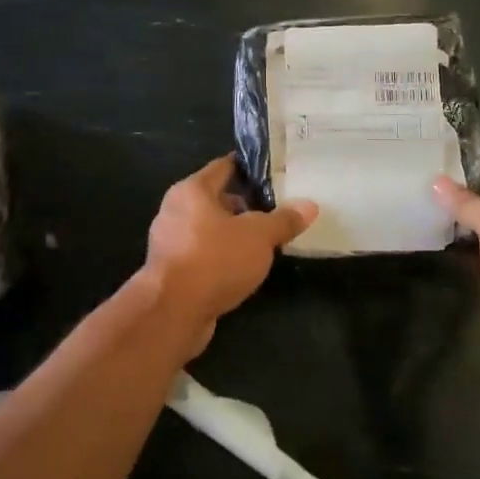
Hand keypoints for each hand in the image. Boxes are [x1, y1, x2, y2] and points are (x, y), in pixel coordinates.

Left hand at [143, 157, 317, 348]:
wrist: (173, 312)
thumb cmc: (214, 260)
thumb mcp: (259, 236)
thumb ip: (283, 220)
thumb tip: (310, 205)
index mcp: (192, 190)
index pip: (224, 167)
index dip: (249, 168)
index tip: (274, 172)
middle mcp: (175, 210)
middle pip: (216, 199)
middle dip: (246, 205)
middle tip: (277, 209)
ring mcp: (169, 242)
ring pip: (209, 229)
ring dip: (234, 234)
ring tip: (266, 240)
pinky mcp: (171, 271)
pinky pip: (203, 254)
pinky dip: (222, 257)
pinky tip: (243, 267)